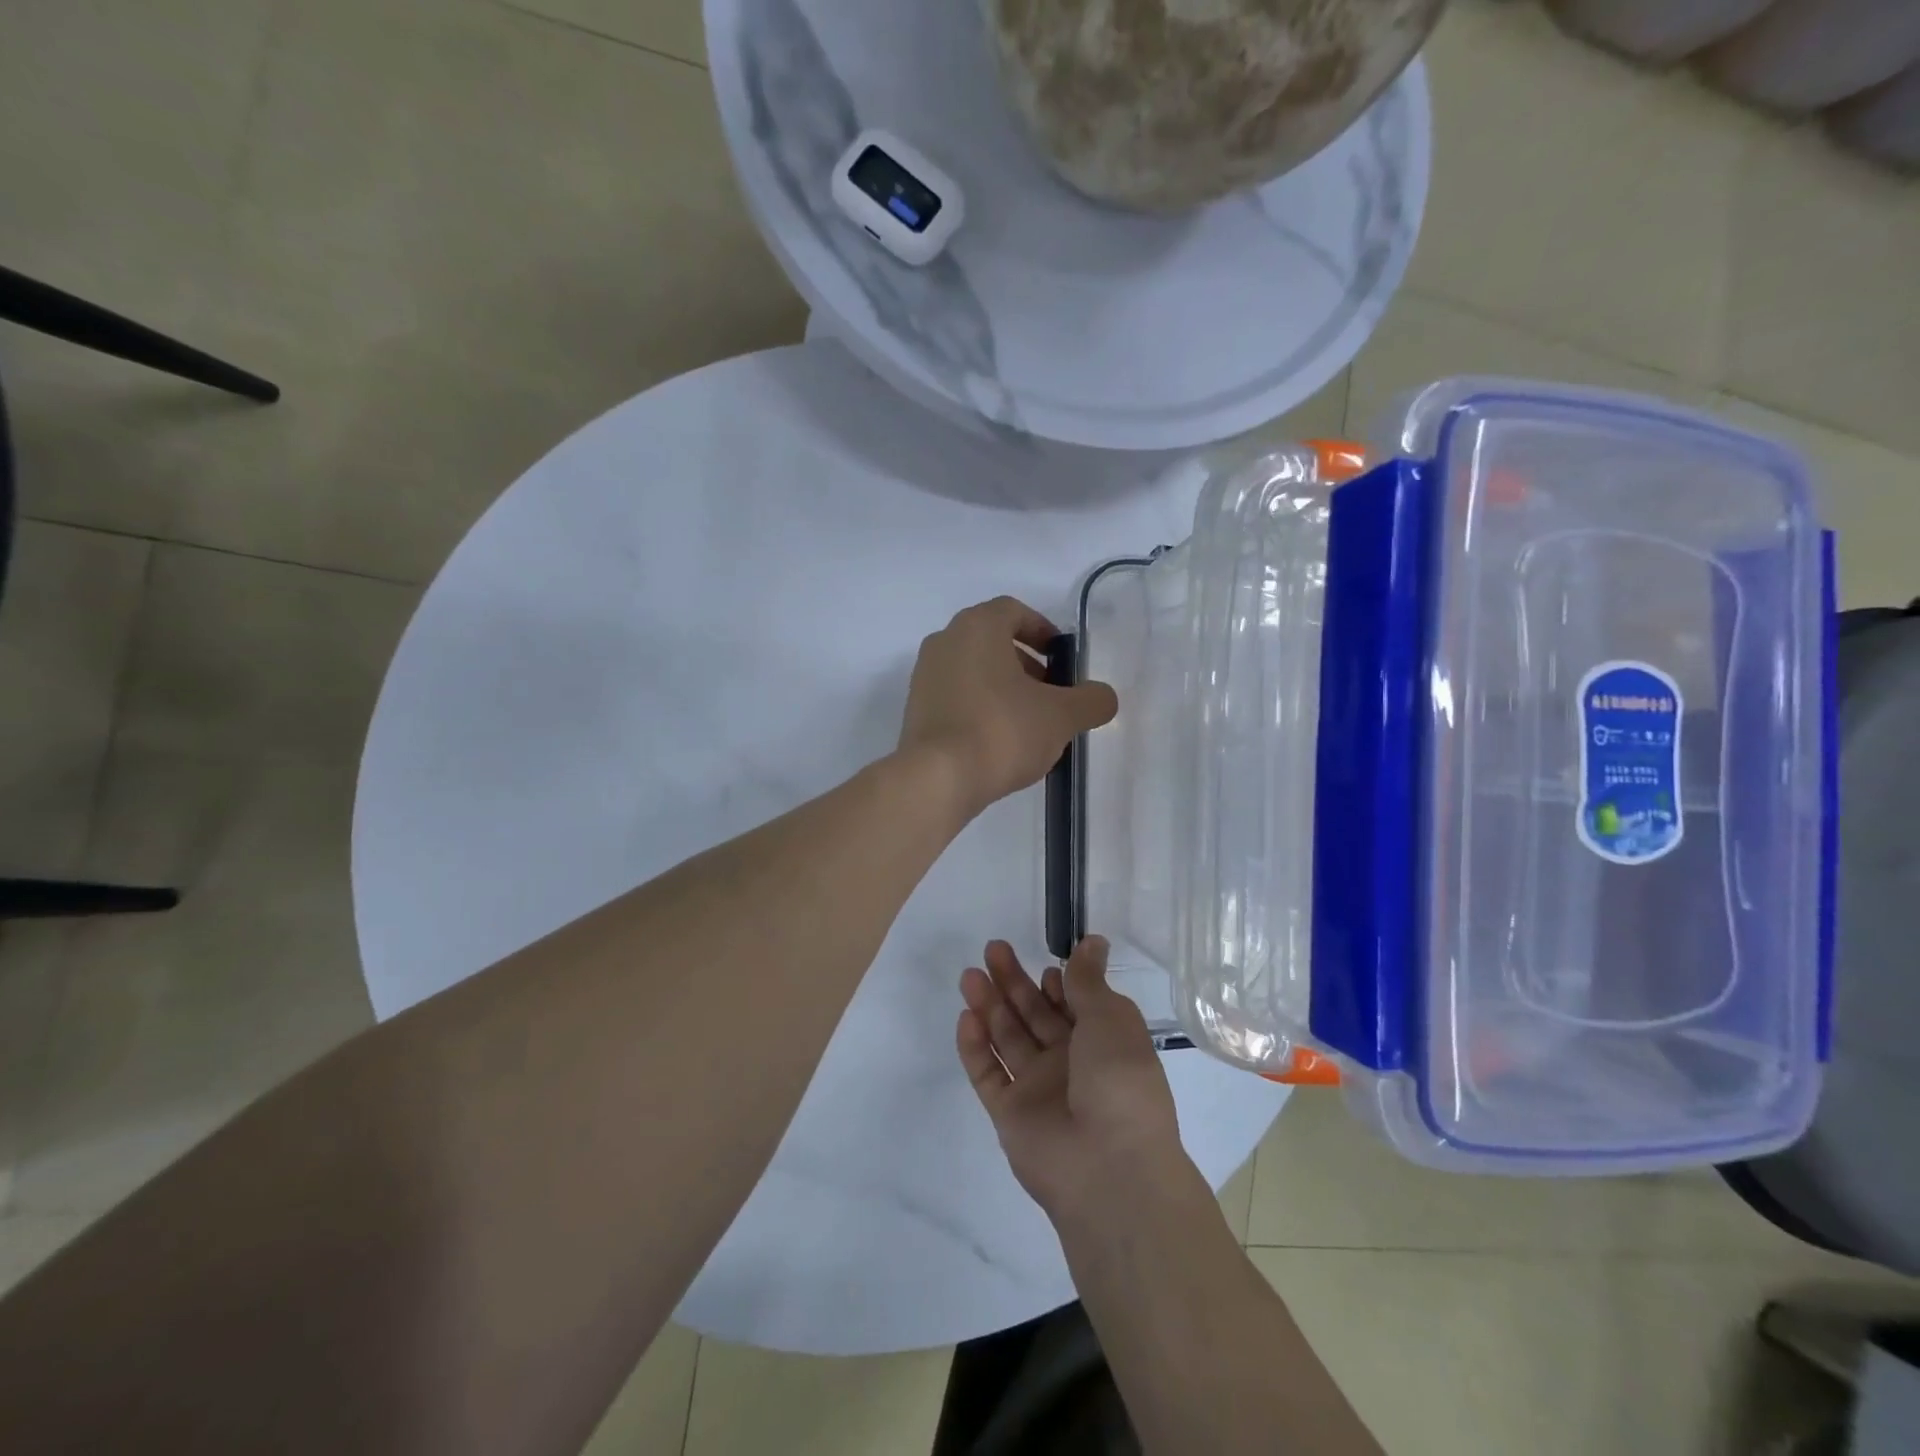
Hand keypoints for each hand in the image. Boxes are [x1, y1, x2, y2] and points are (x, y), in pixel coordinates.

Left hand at [899, 596, 1117, 817]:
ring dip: (1003, 688)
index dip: (1041, 630)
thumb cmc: (1002, 731)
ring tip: (1029, 723)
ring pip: (973, 670)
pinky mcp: (914, 710)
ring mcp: (924, 676)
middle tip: (1050, 694)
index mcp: (977, 627)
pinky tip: (999, 741)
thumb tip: (1103, 697)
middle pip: (992, 641)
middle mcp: (944, 641)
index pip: (1013, 611)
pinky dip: (979, 707)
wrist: (937, 778)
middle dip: (1025, 664)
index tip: (1061, 657)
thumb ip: (1090, 701)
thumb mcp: (1061, 716)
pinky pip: (955, 697)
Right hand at [956, 936, 1184, 1220]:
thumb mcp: (1110, 1019)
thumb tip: (1093, 940)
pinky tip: (966, 1018)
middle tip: (991, 949)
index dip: (1056, 983)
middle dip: (1013, 982)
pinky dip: (975, 1048)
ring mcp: (1037, 1089)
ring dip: (989, 1006)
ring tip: (970, 975)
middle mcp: (1069, 1063)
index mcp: (1101, 1042)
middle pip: (1034, 1015)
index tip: (1043, 963)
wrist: (1109, 1167)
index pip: (1072, 1004)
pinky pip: (988, 1074)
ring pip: (1007, 1039)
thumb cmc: (1119, 1080)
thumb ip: (1088, 980)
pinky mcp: (1009, 1113)